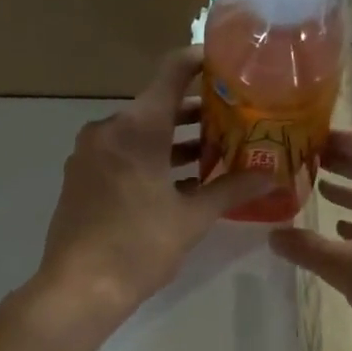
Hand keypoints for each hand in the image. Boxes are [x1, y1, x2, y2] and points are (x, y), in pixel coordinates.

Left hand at [35, 47, 272, 317]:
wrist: (79, 289)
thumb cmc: (139, 246)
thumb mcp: (192, 218)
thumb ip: (232, 189)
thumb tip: (272, 175)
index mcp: (137, 127)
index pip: (173, 71)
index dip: (202, 62)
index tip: (231, 66)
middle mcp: (109, 128)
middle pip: (158, 105)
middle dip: (197, 113)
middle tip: (236, 120)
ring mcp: (90, 153)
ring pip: (139, 133)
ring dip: (174, 141)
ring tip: (214, 153)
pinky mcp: (81, 177)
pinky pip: (122, 154)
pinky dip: (150, 159)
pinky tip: (178, 182)